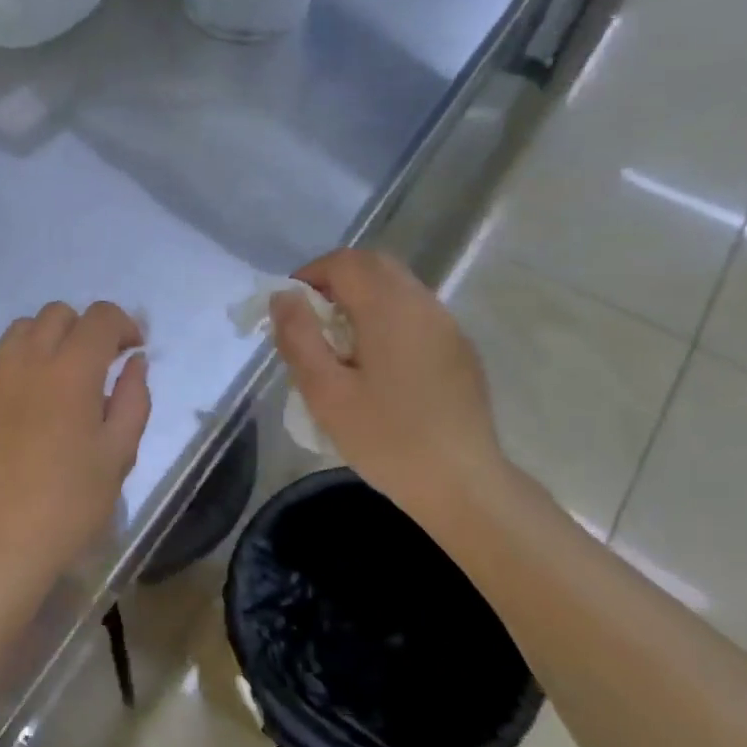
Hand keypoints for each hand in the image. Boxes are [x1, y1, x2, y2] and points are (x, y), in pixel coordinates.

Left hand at [0, 301, 150, 603]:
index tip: (133, 351)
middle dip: (85, 328)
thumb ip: (133, 400)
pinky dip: (22, 365)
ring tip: (62, 377)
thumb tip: (135, 363)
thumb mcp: (118, 456)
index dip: (124, 324)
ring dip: (49, 339)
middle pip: (57, 313)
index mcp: (71, 372)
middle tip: (100, 364)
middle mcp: (28, 362)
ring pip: (21, 330)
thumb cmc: (69, 504)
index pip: (100, 318)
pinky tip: (31, 406)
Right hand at [270, 249, 509, 521]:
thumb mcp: (325, 392)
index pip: (344, 262)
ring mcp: (447, 326)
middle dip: (335, 281)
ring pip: (397, 286)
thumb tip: (284, 297)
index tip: (289, 310)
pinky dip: (385, 317)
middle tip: (310, 321)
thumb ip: (299, 337)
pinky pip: (415, 313)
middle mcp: (423, 305)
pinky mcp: (459, 349)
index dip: (309, 275)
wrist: (462, 484)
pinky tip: (376, 363)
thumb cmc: (386, 438)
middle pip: (374, 266)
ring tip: (339, 344)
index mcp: (389, 309)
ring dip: (361, 298)